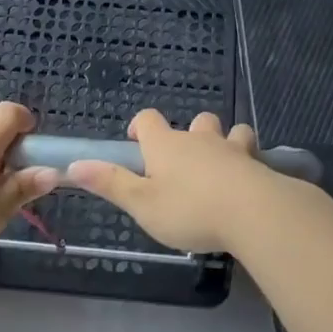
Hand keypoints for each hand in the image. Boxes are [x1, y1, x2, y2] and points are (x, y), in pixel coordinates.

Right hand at [67, 109, 282, 254]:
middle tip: (183, 165)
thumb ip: (110, 184)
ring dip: (225, 142)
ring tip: (221, 168)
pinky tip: (248, 183)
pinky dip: (249, 163)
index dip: (140, 127)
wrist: (253, 212)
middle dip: (189, 135)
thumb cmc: (190, 209)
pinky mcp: (258, 165)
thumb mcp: (142, 204)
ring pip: (230, 131)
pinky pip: (253, 154)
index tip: (137, 144)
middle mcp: (199, 139)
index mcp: (166, 145)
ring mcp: (232, 149)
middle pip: (195, 121)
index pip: (148, 119)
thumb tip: (74, 165)